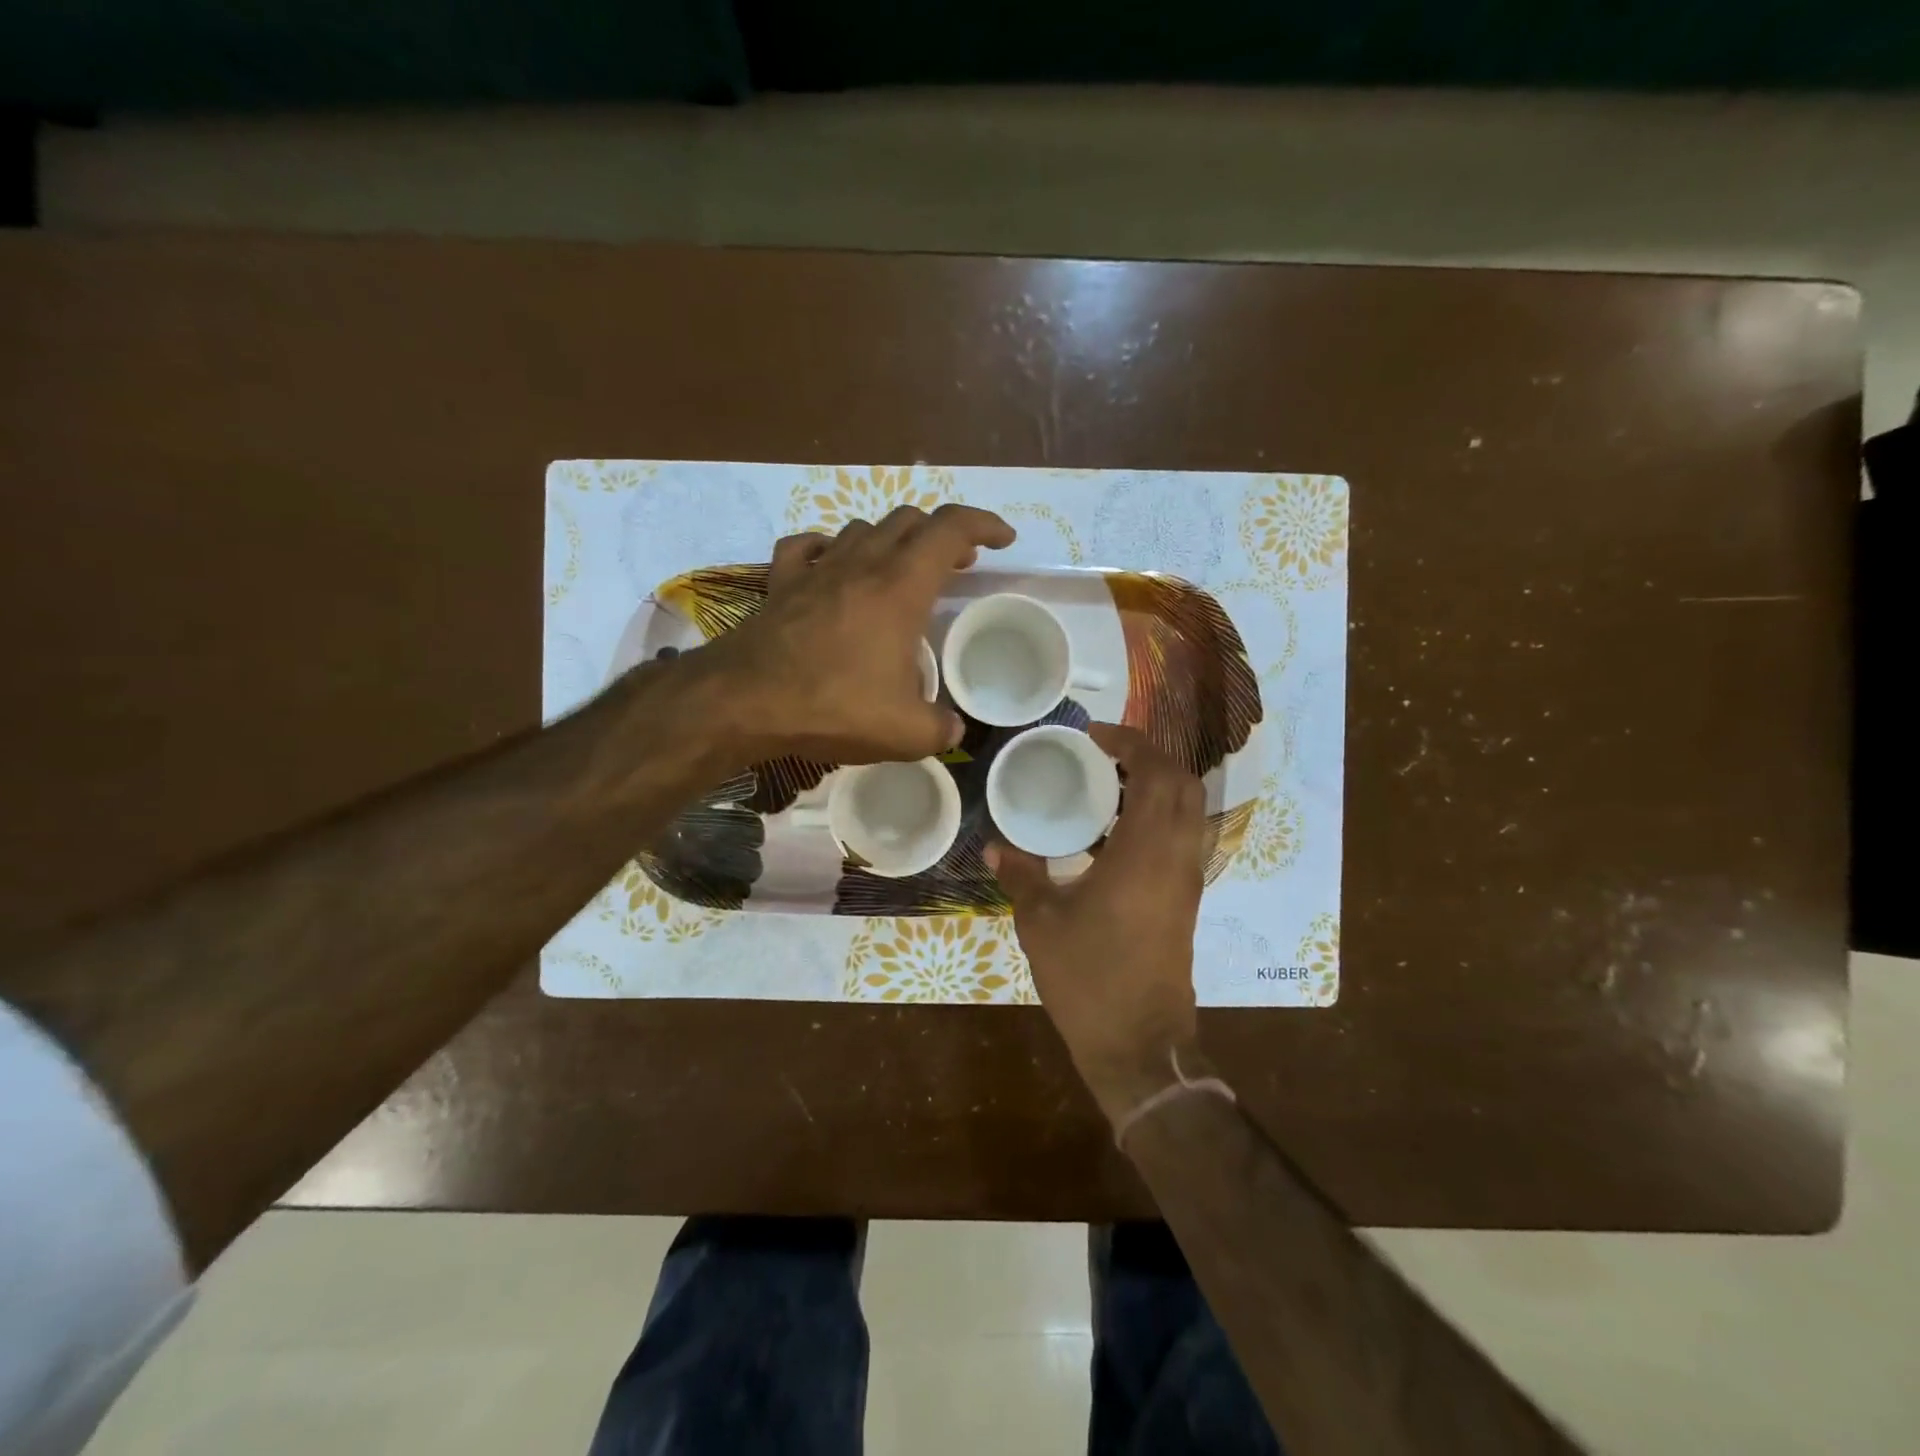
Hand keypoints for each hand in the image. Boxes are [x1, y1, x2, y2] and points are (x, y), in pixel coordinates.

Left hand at [707, 504, 1015, 764]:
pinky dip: (829, 548)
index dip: (983, 525)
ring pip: (862, 528)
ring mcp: (817, 568)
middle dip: (942, 535)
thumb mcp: (905, 733)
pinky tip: (831, 565)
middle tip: (957, 565)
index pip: (951, 530)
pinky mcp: (780, 582)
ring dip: (891, 539)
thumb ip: (940, 728)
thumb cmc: (834, 706)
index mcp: (901, 587)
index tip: (1003, 539)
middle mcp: (862, 564)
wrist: (745, 702)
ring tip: (902, 567)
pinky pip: (807, 546)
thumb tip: (952, 729)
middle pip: (910, 521)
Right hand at [987, 724, 1205, 1125]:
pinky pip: (1179, 837)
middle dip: (1148, 757)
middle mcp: (1177, 856)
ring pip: (1187, 810)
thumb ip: (1021, 875)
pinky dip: (1155, 816)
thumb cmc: (1089, 977)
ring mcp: (1187, 879)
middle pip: (1182, 783)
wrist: (1140, 1043)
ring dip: (1154, 786)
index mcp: (1146, 851)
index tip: (1094, 735)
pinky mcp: (1186, 900)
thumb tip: (996, 847)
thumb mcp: (1042, 922)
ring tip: (1104, 786)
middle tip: (1103, 754)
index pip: (1157, 773)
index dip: (1131, 742)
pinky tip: (1110, 834)